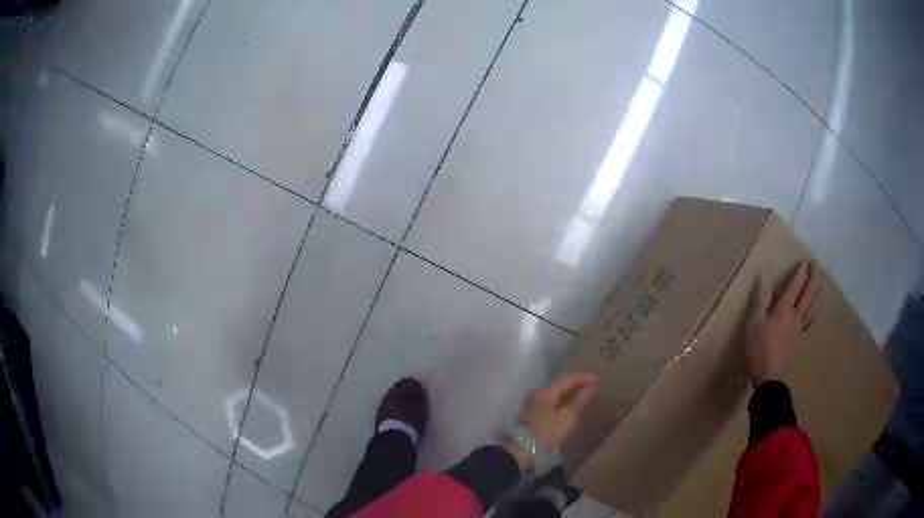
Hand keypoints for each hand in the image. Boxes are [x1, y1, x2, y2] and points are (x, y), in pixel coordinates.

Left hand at [502, 373, 597, 469]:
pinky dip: (561, 400)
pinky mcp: (530, 411)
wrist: (522, 449)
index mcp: (545, 391)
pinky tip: (569, 406)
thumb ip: (578, 401)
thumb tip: (589, 388)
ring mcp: (532, 401)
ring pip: (554, 392)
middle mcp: (537, 392)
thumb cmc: (546, 432)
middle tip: (591, 387)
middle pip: (559, 384)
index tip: (597, 379)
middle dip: (576, 384)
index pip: (567, 378)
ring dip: (568, 393)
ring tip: (582, 396)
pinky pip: (549, 400)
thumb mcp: (566, 418)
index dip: (583, 377)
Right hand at [747, 260, 815, 386]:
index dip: (800, 273)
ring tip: (818, 286)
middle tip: (814, 267)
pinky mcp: (798, 340)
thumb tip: (762, 275)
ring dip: (814, 294)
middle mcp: (794, 316)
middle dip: (811, 279)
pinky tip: (813, 313)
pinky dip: (812, 314)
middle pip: (806, 295)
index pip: (795, 286)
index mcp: (783, 309)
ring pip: (810, 307)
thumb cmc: (759, 348)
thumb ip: (760, 299)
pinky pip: (808, 322)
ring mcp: (798, 329)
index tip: (805, 261)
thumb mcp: (754, 322)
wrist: (769, 375)